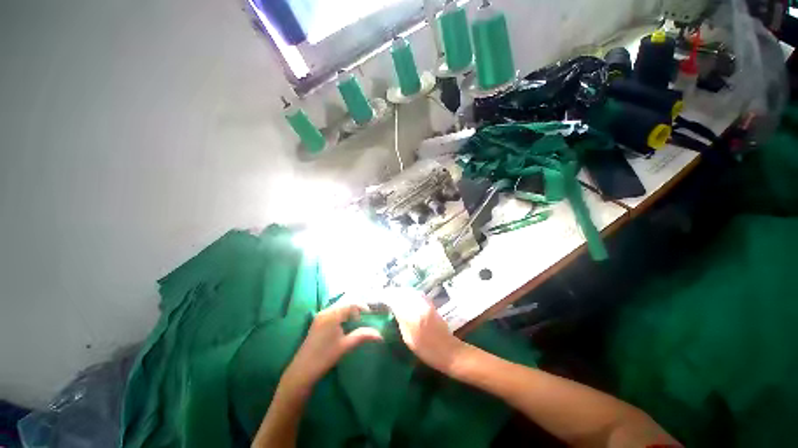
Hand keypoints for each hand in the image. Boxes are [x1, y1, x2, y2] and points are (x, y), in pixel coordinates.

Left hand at [282, 301, 382, 393]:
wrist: (301, 371)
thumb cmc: (324, 357)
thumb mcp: (346, 345)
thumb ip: (363, 336)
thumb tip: (380, 334)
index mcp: (332, 315)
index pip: (351, 304)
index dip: (362, 307)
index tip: (370, 315)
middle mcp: (325, 311)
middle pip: (345, 303)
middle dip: (356, 309)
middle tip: (365, 319)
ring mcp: (320, 316)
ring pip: (339, 307)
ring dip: (349, 312)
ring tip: (357, 322)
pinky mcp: (318, 321)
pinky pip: (334, 312)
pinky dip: (342, 315)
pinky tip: (346, 325)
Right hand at [383, 289, 466, 373]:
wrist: (449, 351)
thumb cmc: (427, 350)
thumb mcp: (408, 339)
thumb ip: (401, 321)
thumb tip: (392, 308)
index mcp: (412, 316)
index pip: (396, 300)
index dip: (387, 297)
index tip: (379, 298)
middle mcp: (419, 306)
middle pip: (403, 293)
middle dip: (393, 293)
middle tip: (385, 296)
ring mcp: (426, 303)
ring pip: (410, 292)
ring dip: (401, 292)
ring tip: (393, 296)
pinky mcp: (431, 304)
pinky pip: (417, 294)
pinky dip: (409, 293)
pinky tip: (405, 297)